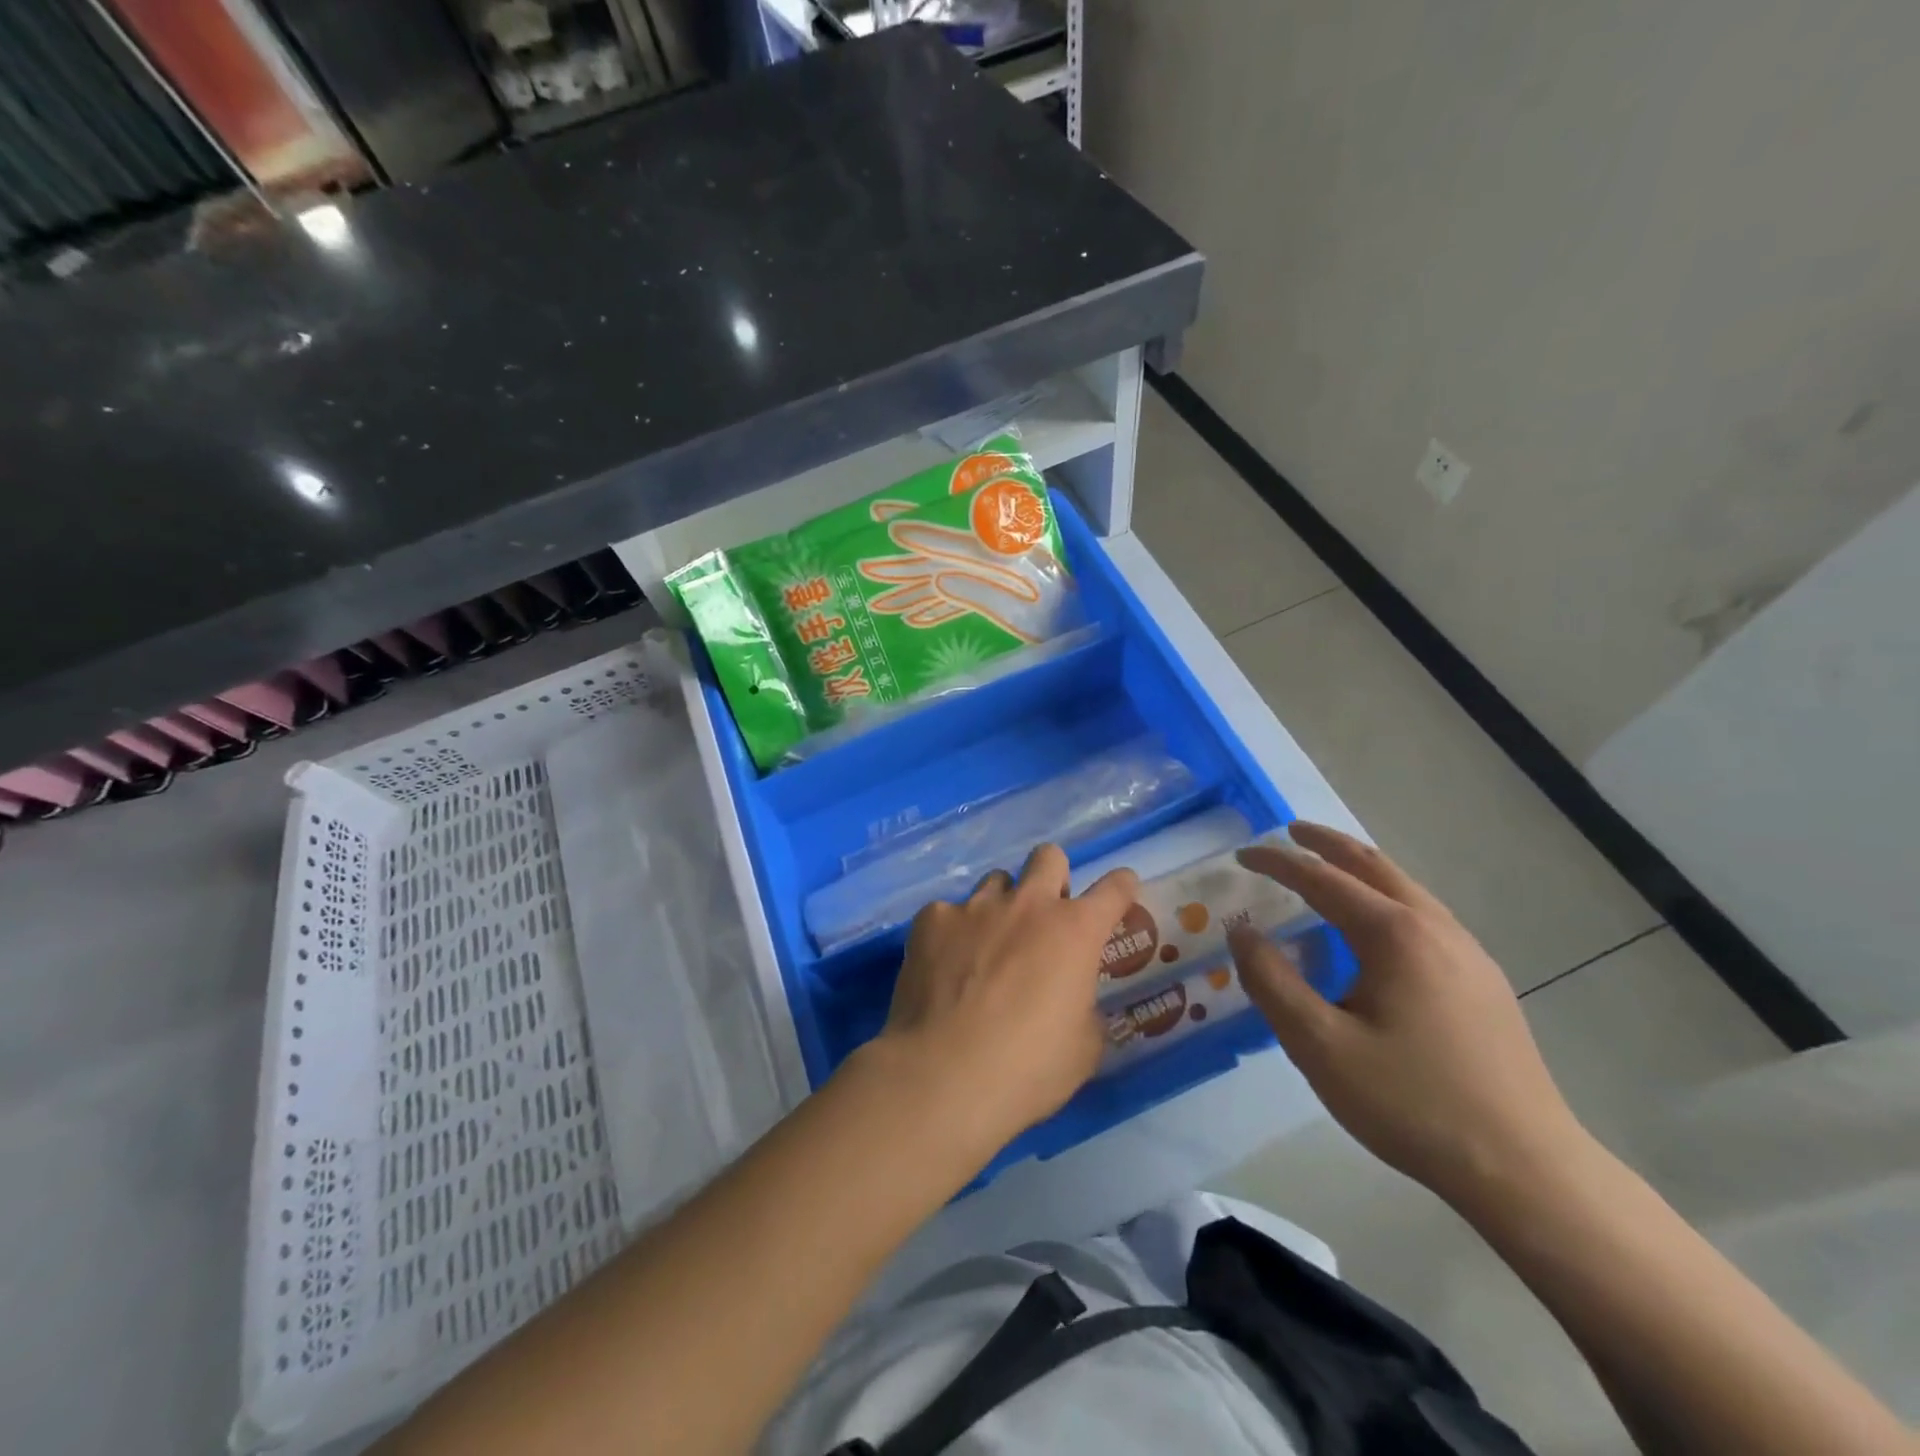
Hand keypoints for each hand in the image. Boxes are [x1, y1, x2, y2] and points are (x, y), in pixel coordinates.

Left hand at [863, 843, 1139, 1159]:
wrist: (945, 1074)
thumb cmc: (1028, 1068)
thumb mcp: (1083, 1049)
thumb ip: (1085, 1009)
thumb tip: (1073, 1000)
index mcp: (1075, 930)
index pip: (1114, 889)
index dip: (1121, 887)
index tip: (1121, 890)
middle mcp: (1028, 904)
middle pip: (1048, 857)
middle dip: (1053, 877)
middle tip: (1046, 916)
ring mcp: (976, 907)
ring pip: (996, 881)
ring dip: (1002, 905)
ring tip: (988, 946)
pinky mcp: (931, 919)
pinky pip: (948, 912)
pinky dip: (953, 933)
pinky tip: (945, 967)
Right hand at [1229, 822, 1588, 1210]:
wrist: (1526, 1169)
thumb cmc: (1411, 1103)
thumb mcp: (1319, 1045)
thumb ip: (1271, 981)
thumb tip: (1242, 932)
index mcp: (1394, 935)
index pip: (1322, 879)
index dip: (1277, 862)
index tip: (1242, 855)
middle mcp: (1435, 928)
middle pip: (1373, 865)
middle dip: (1326, 844)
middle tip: (1289, 833)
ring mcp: (1468, 953)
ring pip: (1405, 889)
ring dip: (1359, 869)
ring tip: (1325, 872)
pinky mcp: (1484, 981)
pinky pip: (1423, 916)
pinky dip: (1385, 898)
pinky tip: (1374, 931)